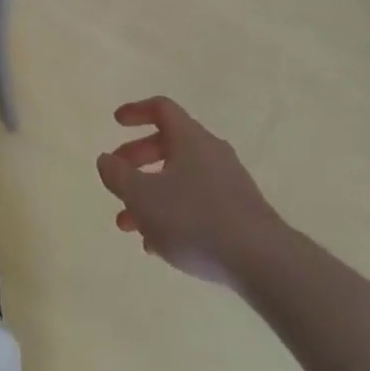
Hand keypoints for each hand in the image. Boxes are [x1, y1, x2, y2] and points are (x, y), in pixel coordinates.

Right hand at [96, 96, 285, 286]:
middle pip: (168, 144)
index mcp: (190, 138)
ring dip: (151, 195)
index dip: (136, 111)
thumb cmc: (195, 220)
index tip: (116, 122)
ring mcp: (228, 182)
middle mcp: (210, 151)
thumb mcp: (144, 198)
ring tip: (129, 225)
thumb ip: (119, 176)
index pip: (161, 108)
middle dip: (137, 161)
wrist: (263, 261)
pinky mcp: (238, 211)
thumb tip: (106, 159)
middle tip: (117, 180)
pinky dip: (173, 213)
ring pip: (180, 178)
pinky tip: (159, 245)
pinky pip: (197, 202)